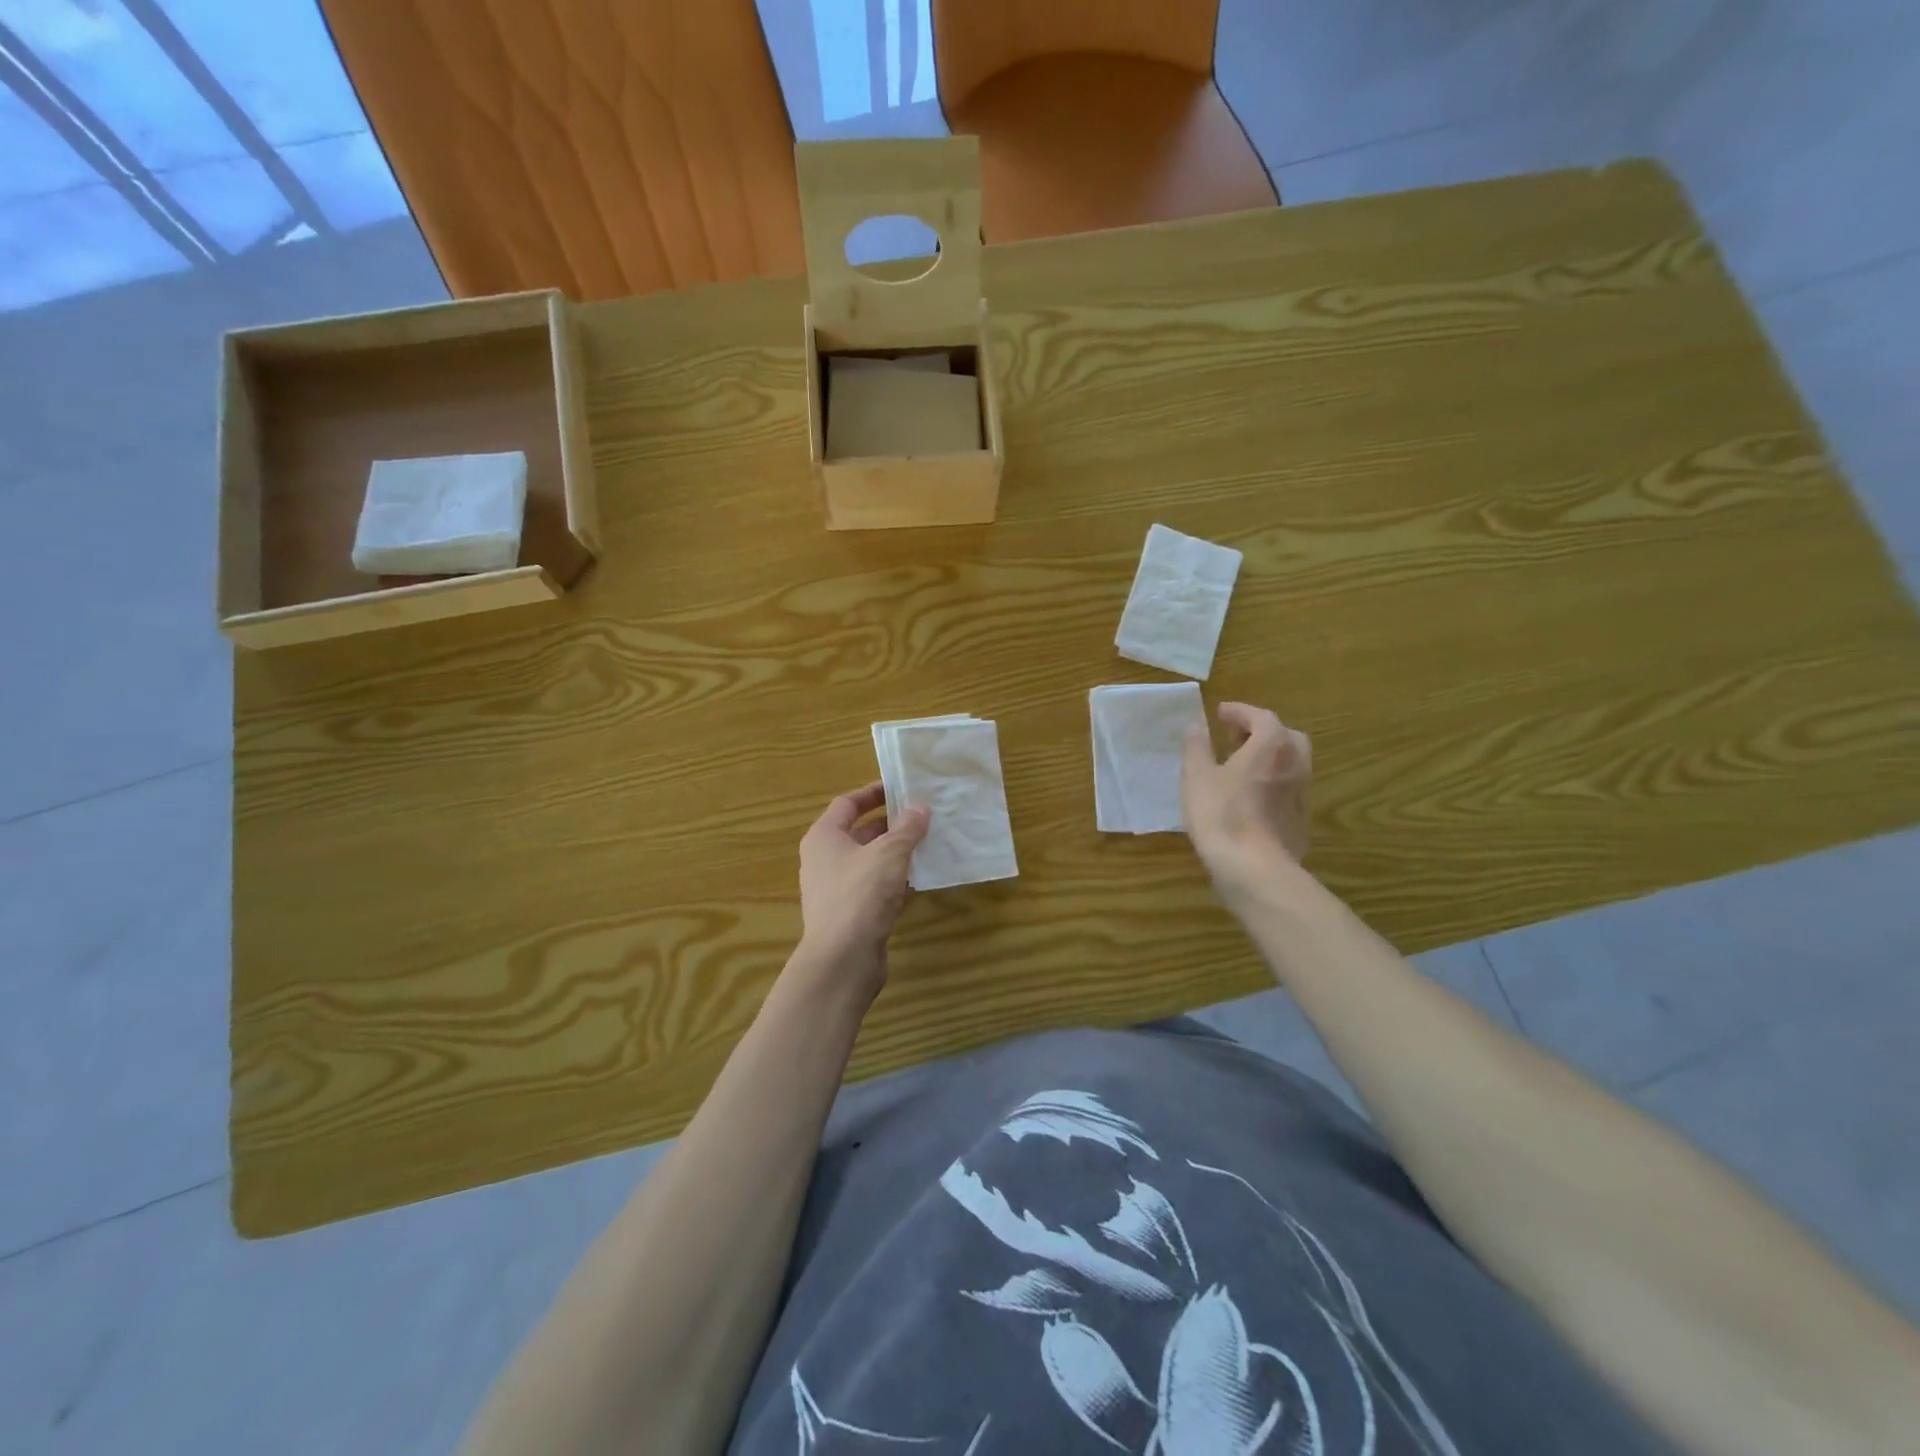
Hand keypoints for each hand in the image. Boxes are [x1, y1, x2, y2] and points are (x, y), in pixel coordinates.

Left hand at [796, 783, 930, 998]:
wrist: (842, 958)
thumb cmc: (861, 894)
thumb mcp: (889, 854)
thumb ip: (907, 828)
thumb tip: (920, 807)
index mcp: (824, 837)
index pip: (848, 803)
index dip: (873, 793)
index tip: (901, 788)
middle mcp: (824, 859)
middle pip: (858, 831)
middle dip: (890, 823)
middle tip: (922, 816)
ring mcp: (834, 888)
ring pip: (868, 860)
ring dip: (894, 852)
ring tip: (926, 843)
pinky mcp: (849, 913)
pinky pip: (872, 885)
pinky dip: (892, 878)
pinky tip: (917, 878)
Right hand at [1181, 702, 1312, 892]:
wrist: (1254, 869)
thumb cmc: (1221, 815)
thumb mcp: (1196, 776)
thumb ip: (1196, 747)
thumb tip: (1196, 726)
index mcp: (1271, 746)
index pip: (1260, 716)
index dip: (1239, 712)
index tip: (1220, 713)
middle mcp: (1295, 763)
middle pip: (1285, 737)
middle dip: (1261, 732)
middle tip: (1234, 739)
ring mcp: (1302, 793)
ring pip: (1290, 764)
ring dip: (1268, 758)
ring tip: (1239, 768)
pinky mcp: (1301, 819)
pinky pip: (1287, 789)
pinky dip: (1271, 782)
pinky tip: (1249, 798)